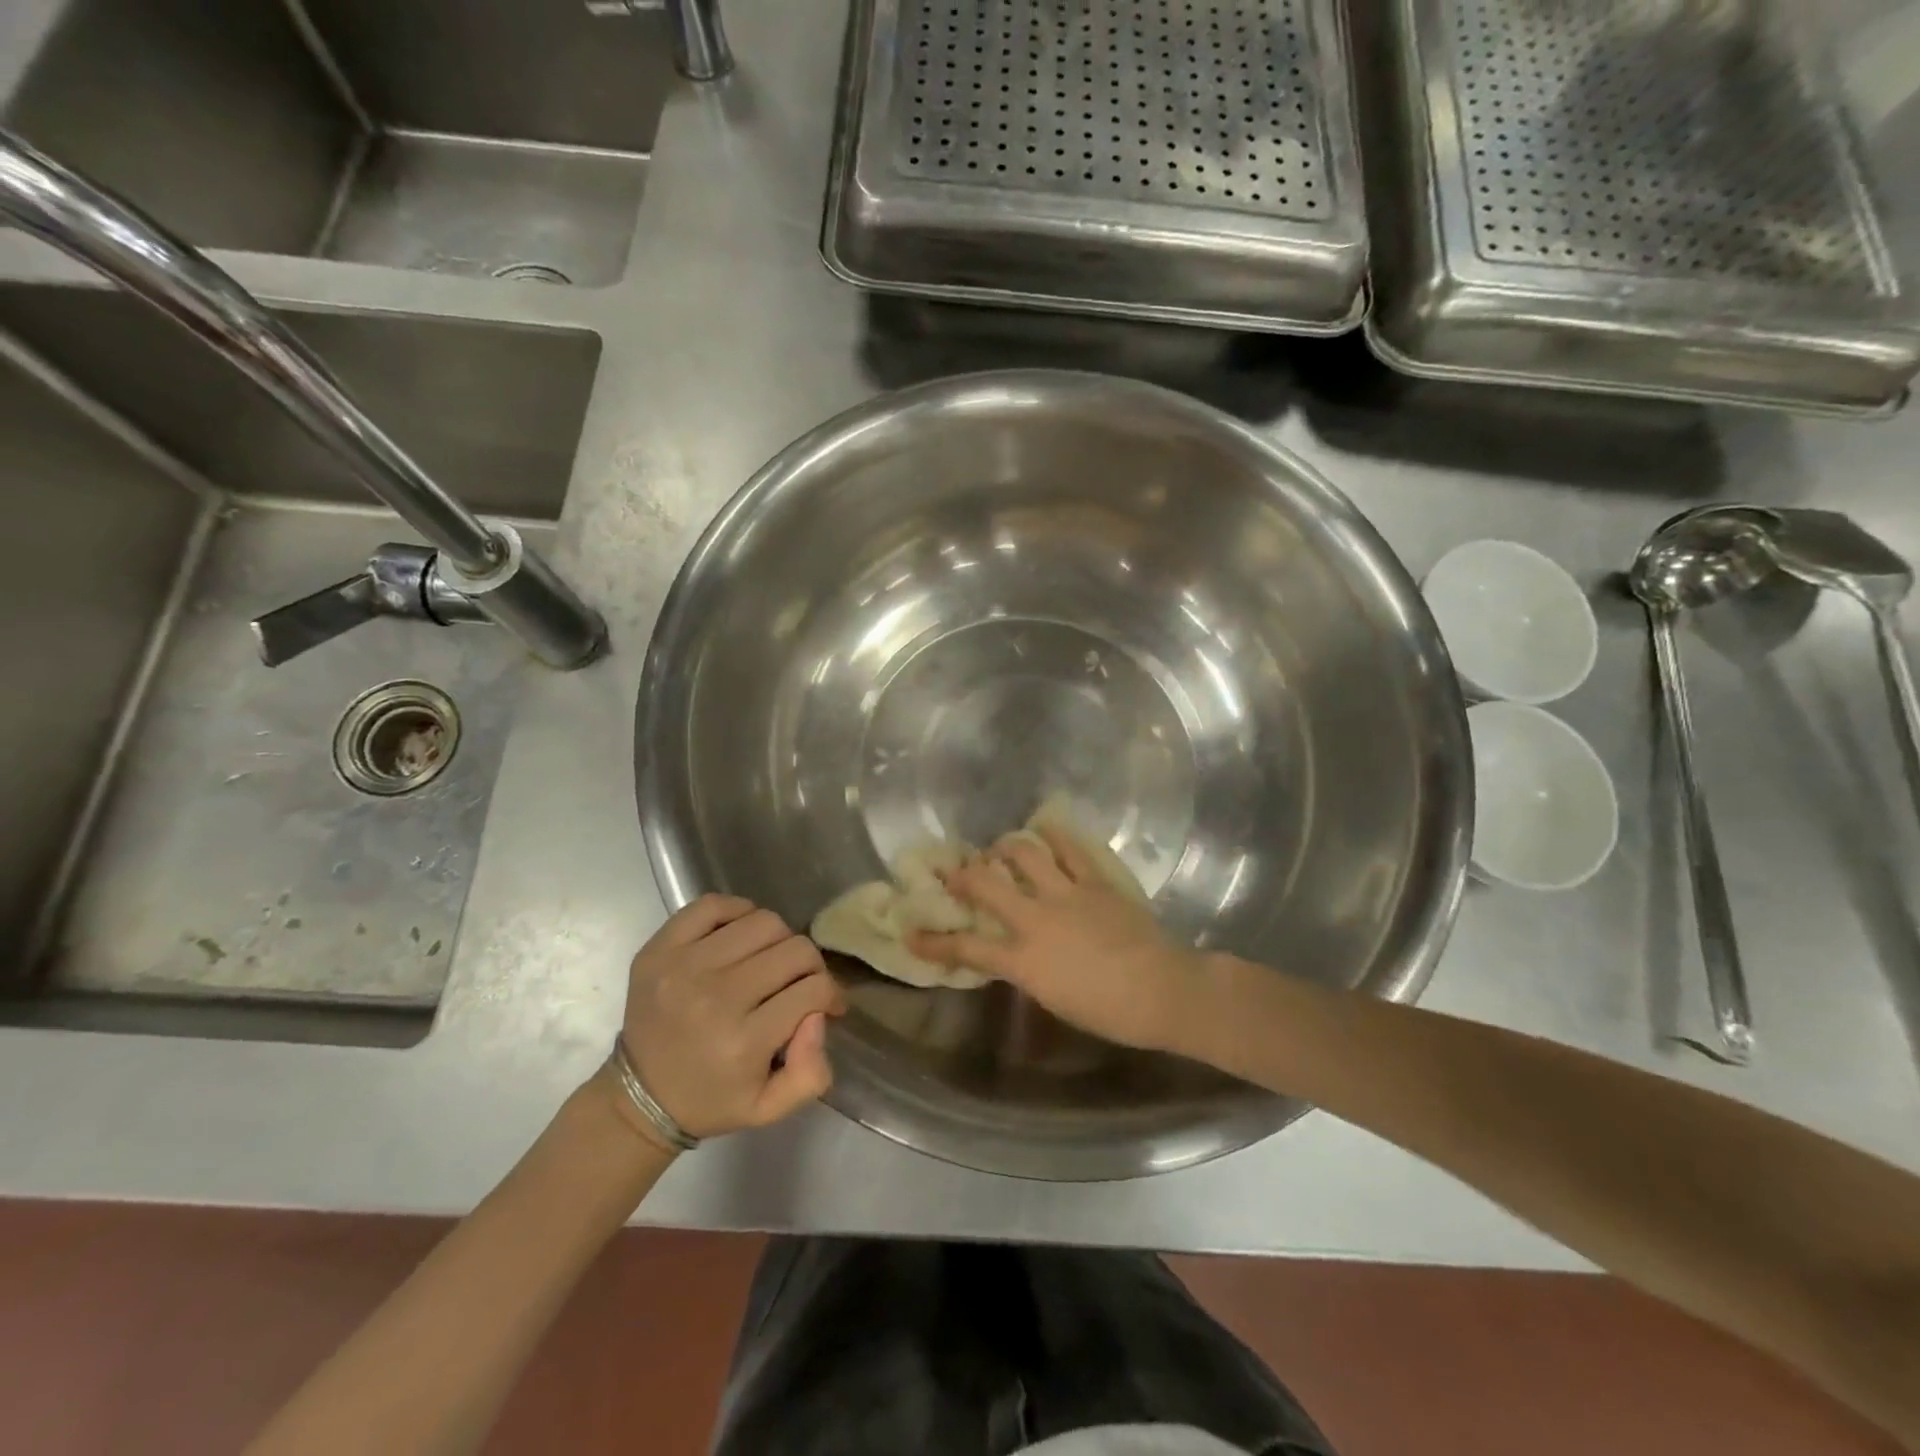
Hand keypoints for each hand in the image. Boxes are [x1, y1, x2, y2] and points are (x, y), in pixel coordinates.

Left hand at [616, 895, 845, 1142]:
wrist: (638, 1096)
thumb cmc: (711, 1100)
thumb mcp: (770, 1109)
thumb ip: (811, 1072)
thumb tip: (819, 1015)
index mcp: (743, 1042)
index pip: (813, 989)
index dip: (831, 993)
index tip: (828, 1004)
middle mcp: (715, 997)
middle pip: (794, 950)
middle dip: (810, 966)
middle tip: (803, 981)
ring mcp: (684, 966)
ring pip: (763, 922)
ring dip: (779, 939)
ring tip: (771, 960)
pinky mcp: (660, 948)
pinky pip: (714, 905)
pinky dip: (738, 912)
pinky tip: (741, 936)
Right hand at [910, 826, 1209, 1052]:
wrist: (1163, 991)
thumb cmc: (1109, 1011)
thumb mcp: (1053, 998)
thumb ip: (1027, 970)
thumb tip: (1014, 951)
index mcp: (1024, 960)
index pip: (967, 949)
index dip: (934, 942)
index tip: (912, 934)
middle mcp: (1036, 920)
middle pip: (986, 886)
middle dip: (961, 874)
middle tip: (952, 868)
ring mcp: (1066, 894)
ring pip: (1024, 855)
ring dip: (1005, 847)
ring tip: (999, 847)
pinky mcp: (1095, 881)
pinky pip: (1070, 849)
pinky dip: (1054, 836)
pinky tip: (1044, 828)